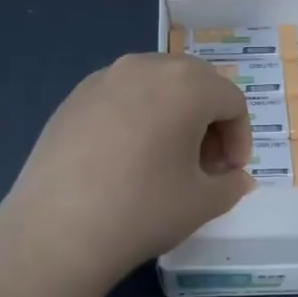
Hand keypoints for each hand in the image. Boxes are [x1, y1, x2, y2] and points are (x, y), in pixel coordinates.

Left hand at [0, 54, 252, 292]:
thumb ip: (230, 185)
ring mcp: (103, 78)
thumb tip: (236, 178)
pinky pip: (120, 97)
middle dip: (208, 121)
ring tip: (164, 160)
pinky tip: (124, 159)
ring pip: (154, 86)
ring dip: (172, 115)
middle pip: (193, 83)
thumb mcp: (201, 203)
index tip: (230, 173)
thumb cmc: (143, 210)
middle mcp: (145, 66)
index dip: (240, 138)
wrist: (57, 230)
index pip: (231, 101)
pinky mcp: (73, 97)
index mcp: (186, 84)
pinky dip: (136, 117)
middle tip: (203, 164)